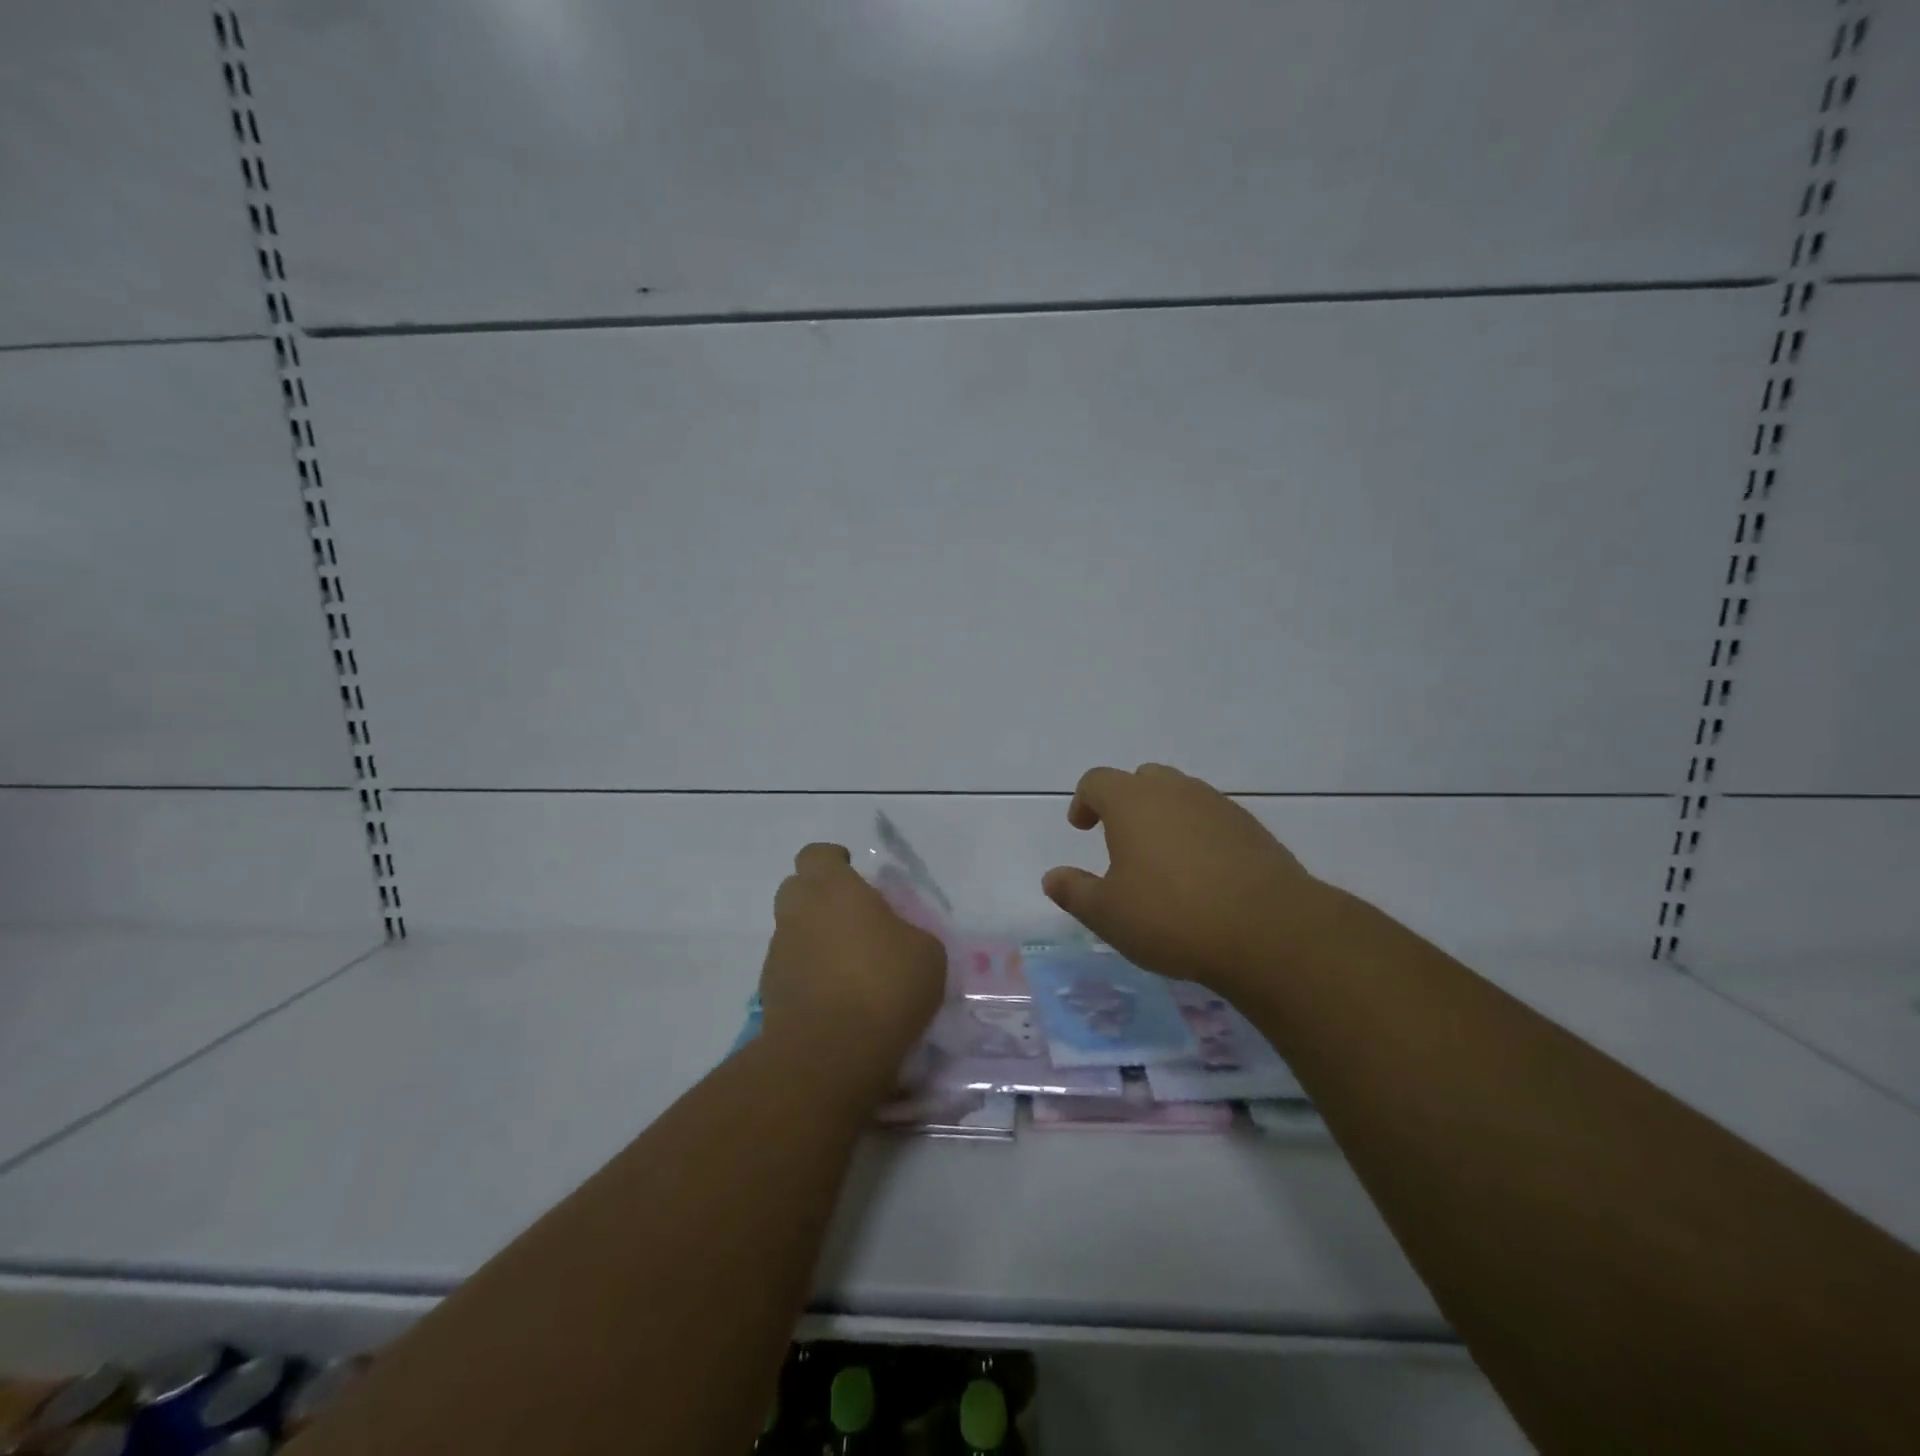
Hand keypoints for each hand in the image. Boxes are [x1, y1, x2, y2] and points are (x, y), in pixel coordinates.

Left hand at [760, 843, 945, 1101]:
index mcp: (833, 888)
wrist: (829, 1054)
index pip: (817, 855)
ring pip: (793, 932)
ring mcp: (778, 954)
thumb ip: (908, 932)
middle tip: (855, 921)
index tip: (853, 874)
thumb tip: (897, 939)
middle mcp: (797, 912)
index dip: (834, 861)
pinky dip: (809, 977)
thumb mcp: (927, 952)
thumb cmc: (885, 985)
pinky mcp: (769, 994)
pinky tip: (837, 1001)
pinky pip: (792, 971)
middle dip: (820, 899)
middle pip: (797, 889)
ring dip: (815, 941)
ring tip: (850, 970)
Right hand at [1041, 764, 1332, 991]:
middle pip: (1142, 779)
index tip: (1082, 828)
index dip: (1084, 801)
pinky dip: (1199, 834)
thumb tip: (1052, 878)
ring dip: (1165, 816)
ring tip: (1162, 859)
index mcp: (1132, 802)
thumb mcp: (1108, 914)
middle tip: (1121, 839)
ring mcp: (1218, 806)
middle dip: (1126, 802)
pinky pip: (1213, 818)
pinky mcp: (1252, 828)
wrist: (1268, 930)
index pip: (1097, 781)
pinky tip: (1203, 874)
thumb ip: (1074, 892)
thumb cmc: (1171, 916)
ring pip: (1181, 795)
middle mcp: (1175, 791)